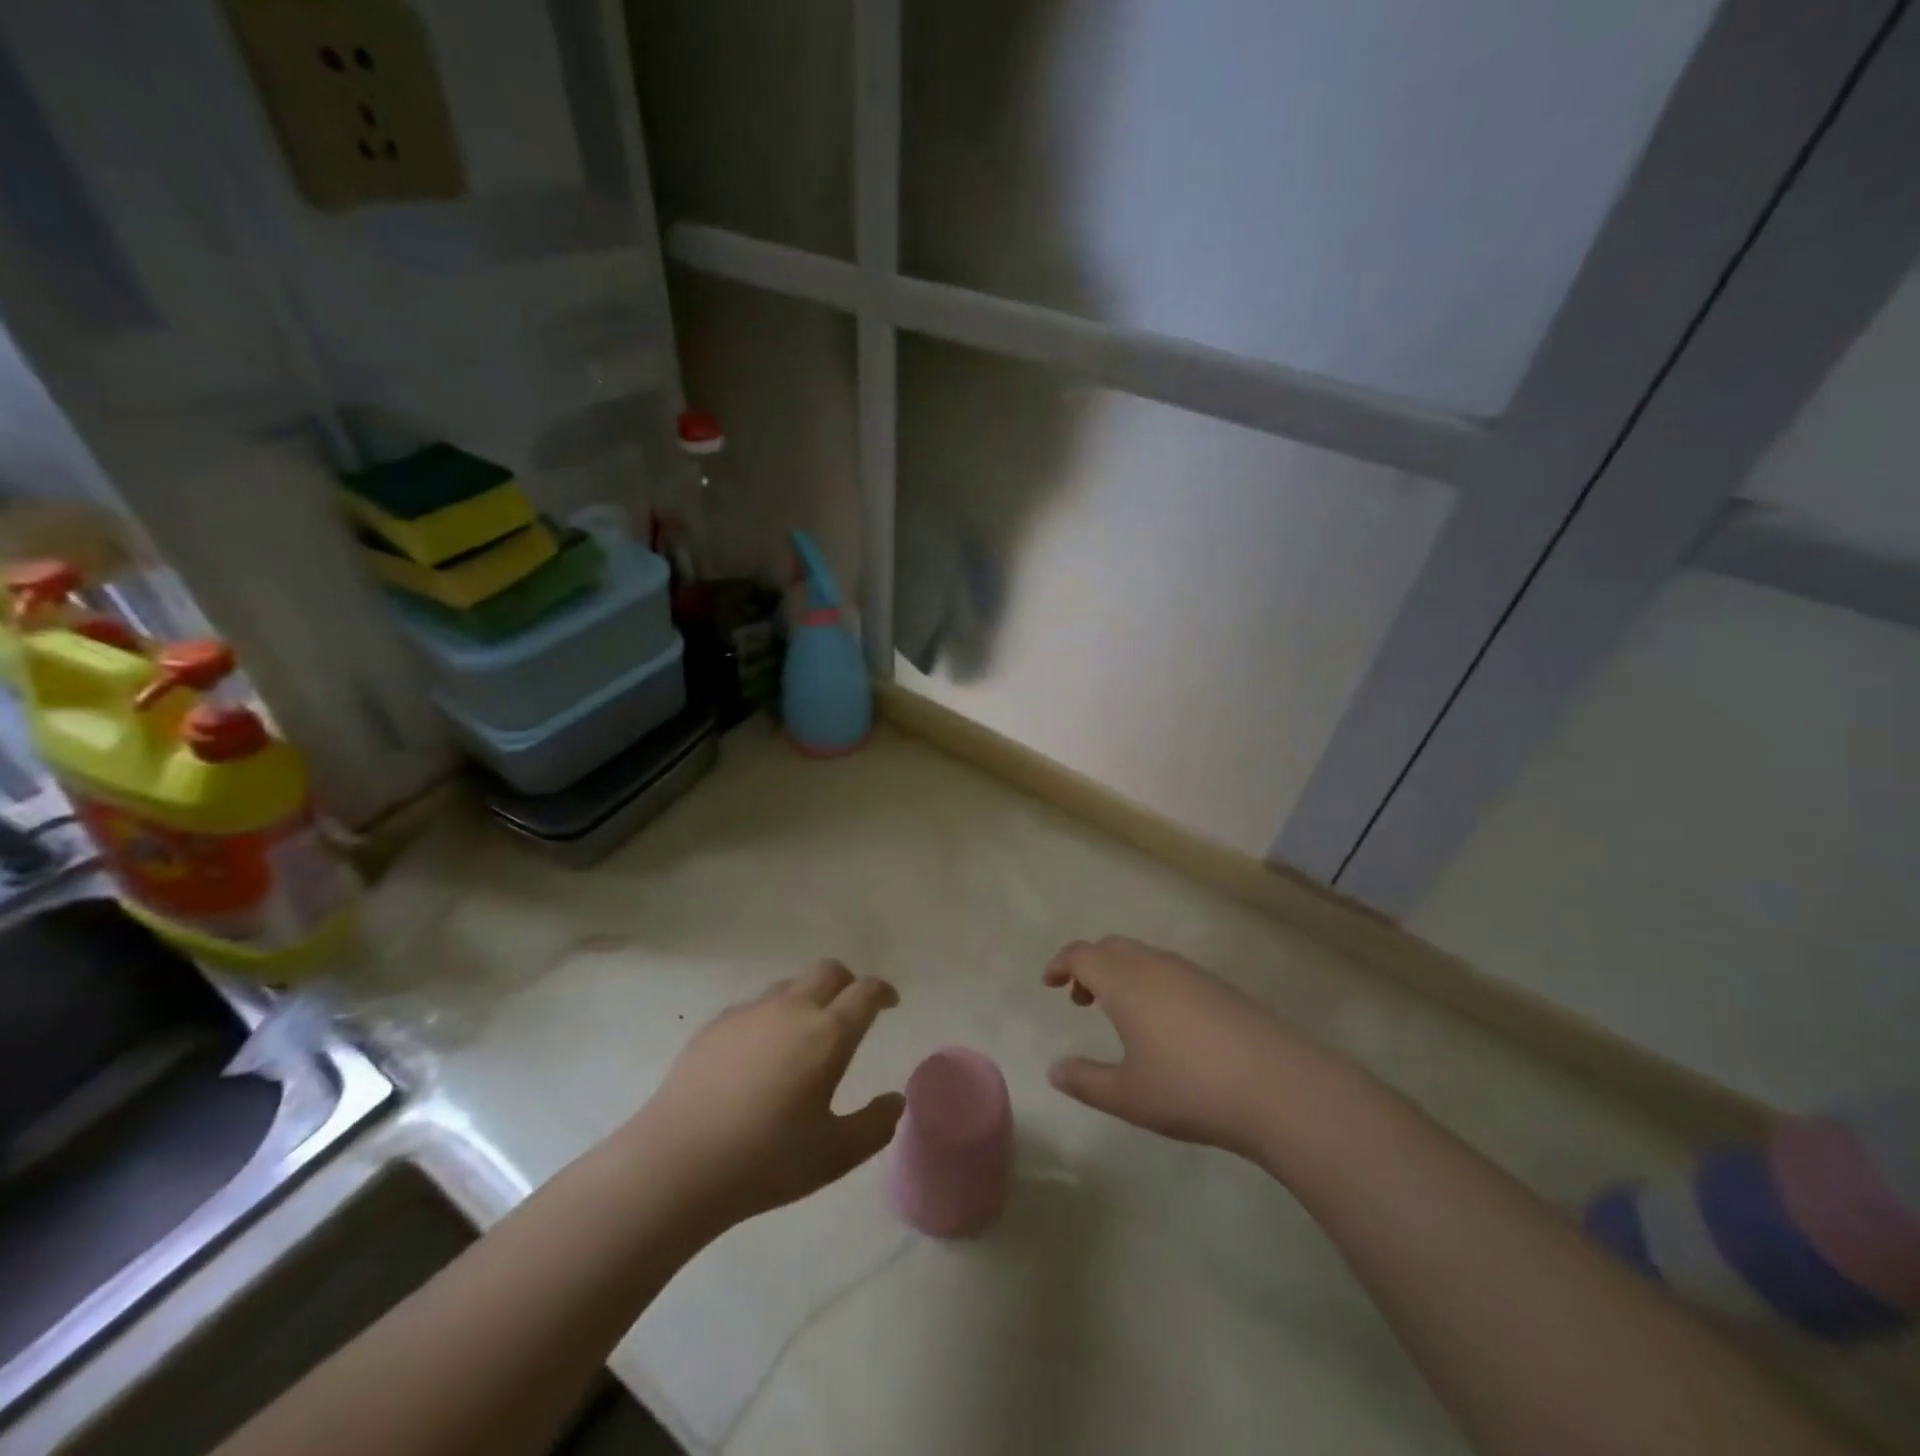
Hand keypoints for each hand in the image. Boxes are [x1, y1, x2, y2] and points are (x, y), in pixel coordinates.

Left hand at [636, 961, 905, 1230]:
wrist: (676, 1163)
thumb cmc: (766, 1160)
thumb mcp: (835, 1155)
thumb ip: (875, 1126)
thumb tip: (896, 1100)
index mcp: (828, 1034)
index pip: (865, 992)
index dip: (883, 992)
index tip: (889, 1003)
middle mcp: (791, 1009)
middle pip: (828, 971)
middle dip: (847, 982)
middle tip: (851, 1009)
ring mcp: (749, 1013)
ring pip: (789, 985)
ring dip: (807, 997)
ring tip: (804, 1033)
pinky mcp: (715, 1025)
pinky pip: (753, 1007)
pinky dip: (769, 1017)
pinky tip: (758, 1054)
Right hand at [1042, 936, 1300, 1154]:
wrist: (1278, 1086)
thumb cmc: (1190, 1089)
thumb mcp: (1128, 1096)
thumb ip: (1085, 1081)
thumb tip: (1054, 1070)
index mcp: (1124, 981)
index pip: (1081, 954)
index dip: (1060, 964)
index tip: (1049, 983)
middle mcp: (1154, 965)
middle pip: (1111, 947)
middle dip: (1089, 966)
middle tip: (1081, 1000)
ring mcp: (1190, 972)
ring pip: (1143, 955)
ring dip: (1120, 973)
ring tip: (1120, 1014)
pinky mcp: (1219, 986)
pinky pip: (1170, 969)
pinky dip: (1150, 981)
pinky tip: (1164, 1023)